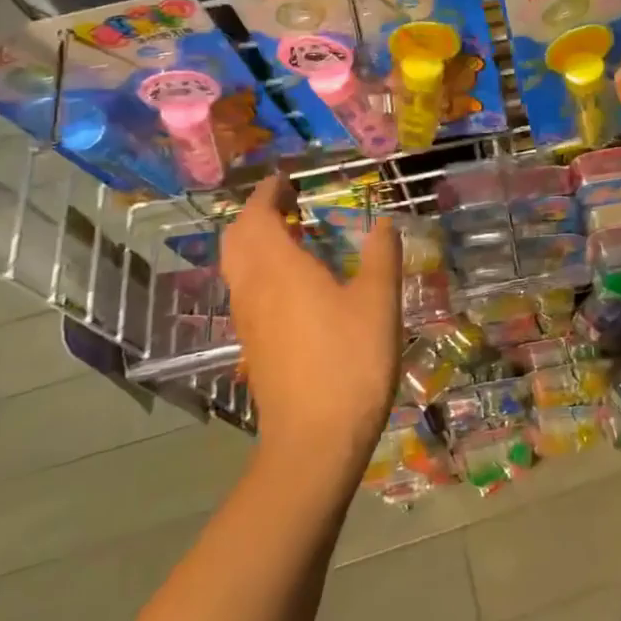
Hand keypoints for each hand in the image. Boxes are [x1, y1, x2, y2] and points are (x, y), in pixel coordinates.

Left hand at [221, 177, 399, 474]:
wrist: (315, 441)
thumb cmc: (350, 360)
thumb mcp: (379, 301)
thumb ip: (381, 255)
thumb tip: (383, 223)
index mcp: (279, 268)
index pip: (257, 216)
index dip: (267, 193)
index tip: (284, 179)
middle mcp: (253, 289)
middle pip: (237, 239)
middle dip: (255, 214)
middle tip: (286, 204)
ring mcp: (248, 322)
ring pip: (237, 268)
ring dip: (255, 242)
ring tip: (291, 237)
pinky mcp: (253, 347)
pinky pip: (246, 292)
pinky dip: (260, 271)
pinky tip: (293, 286)